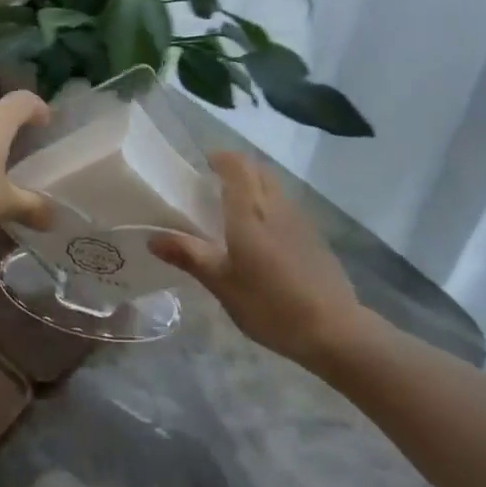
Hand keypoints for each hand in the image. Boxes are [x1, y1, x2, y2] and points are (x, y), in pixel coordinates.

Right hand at [149, 151, 365, 366]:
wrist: (332, 328)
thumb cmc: (270, 304)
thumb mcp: (222, 284)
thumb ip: (189, 256)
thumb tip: (153, 238)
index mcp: (249, 211)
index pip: (237, 166)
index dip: (221, 158)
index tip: (203, 164)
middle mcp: (275, 206)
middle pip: (257, 171)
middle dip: (236, 169)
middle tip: (213, 185)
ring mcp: (298, 219)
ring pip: (273, 187)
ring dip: (254, 186)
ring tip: (234, 210)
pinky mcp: (313, 236)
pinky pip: (285, 207)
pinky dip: (269, 206)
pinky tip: (262, 237)